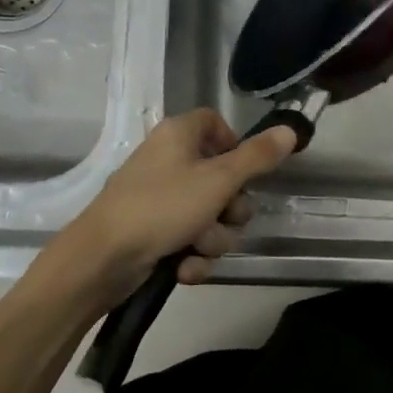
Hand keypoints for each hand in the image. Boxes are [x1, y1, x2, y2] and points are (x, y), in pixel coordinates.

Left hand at [55, 109, 297, 303]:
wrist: (102, 259)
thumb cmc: (162, 207)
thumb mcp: (218, 180)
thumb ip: (257, 157)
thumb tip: (290, 130)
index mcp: (179, 136)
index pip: (215, 123)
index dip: (235, 145)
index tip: (246, 169)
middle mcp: (169, 161)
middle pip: (222, 177)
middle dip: (230, 209)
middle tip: (224, 217)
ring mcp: (160, 199)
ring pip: (211, 216)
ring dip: (213, 239)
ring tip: (196, 248)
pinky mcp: (154, 233)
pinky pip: (190, 240)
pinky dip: (192, 257)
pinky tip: (183, 269)